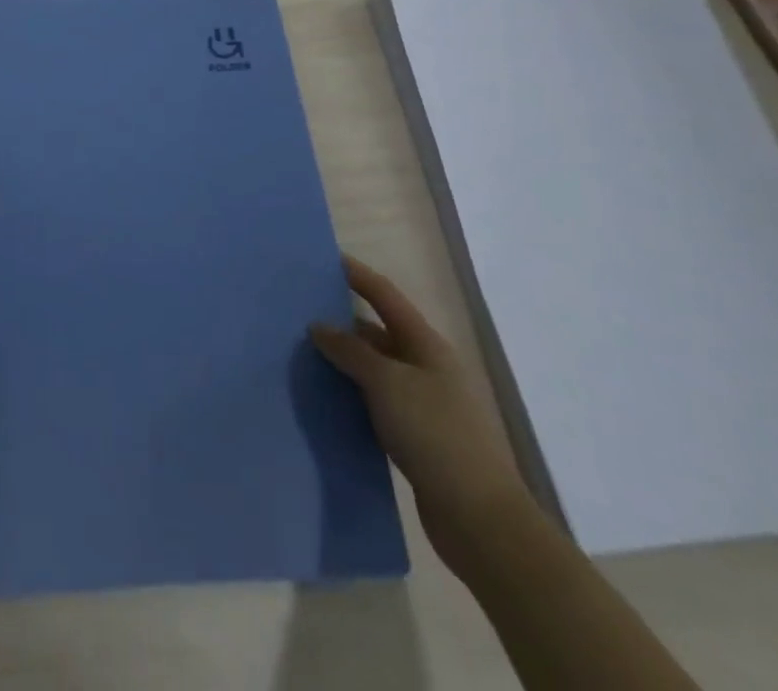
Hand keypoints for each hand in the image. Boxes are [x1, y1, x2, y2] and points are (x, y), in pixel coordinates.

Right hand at [310, 256, 536, 572]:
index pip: (384, 295)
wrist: (479, 519)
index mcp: (425, 345)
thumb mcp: (387, 383)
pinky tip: (323, 397)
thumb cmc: (435, 435)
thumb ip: (350, 351)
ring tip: (301, 352)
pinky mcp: (415, 436)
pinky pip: (374, 401)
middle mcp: (425, 367)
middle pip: (377, 331)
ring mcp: (422, 403)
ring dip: (342, 360)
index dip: (356, 274)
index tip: (324, 258)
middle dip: (340, 320)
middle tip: (298, 311)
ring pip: (373, 369)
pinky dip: (350, 394)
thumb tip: (320, 327)